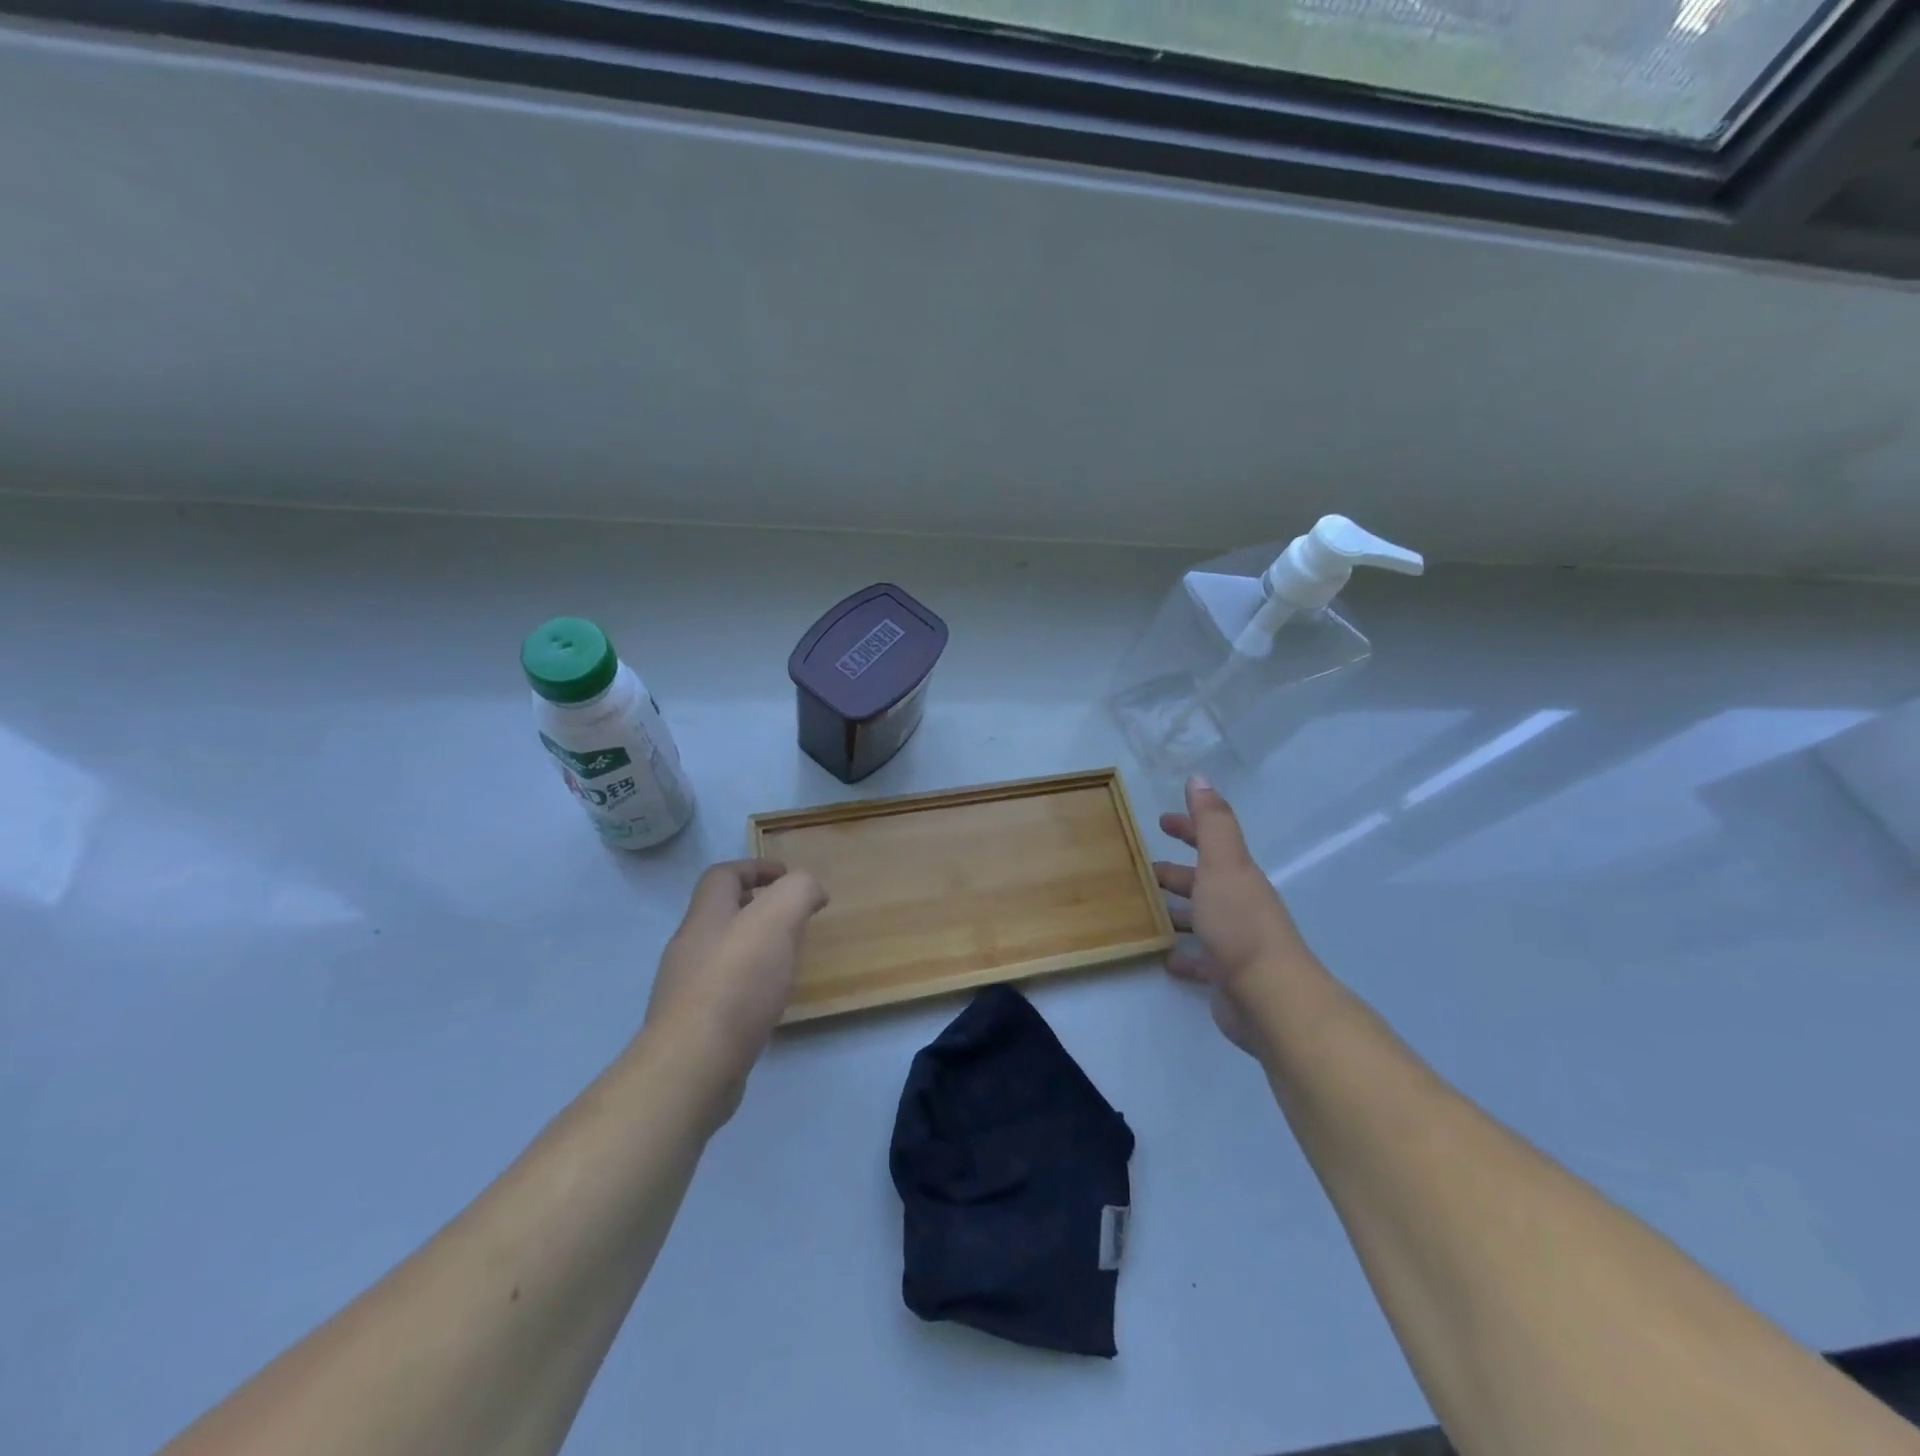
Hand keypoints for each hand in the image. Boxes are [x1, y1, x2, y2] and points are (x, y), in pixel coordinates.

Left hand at [643, 859, 828, 1101]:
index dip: (755, 868)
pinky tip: (769, 1003)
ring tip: (788, 962)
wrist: (694, 1065)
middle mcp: (689, 948)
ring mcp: (685, 990)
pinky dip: (748, 988)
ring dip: (754, 950)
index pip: (723, 875)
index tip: (788, 876)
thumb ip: (798, 892)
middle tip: (794, 920)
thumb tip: (812, 889)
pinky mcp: (693, 1028)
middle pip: (720, 914)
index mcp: (706, 916)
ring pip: (722, 955)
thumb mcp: (777, 919)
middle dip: (757, 909)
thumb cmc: (737, 982)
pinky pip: (723, 994)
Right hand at [1154, 777, 1312, 1054]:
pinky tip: (1163, 957)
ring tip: (1144, 911)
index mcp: (1237, 876)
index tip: (1160, 822)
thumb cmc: (1240, 924)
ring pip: (1200, 919)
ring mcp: (1233, 942)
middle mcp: (1238, 905)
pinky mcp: (1226, 976)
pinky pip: (1199, 960)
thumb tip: (1200, 778)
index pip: (1210, 842)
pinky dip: (1182, 955)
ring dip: (1176, 911)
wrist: (1271, 997)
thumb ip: (1212, 822)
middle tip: (1141, 871)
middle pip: (1202, 881)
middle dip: (1175, 872)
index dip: (1187, 828)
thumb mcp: (1223, 864)